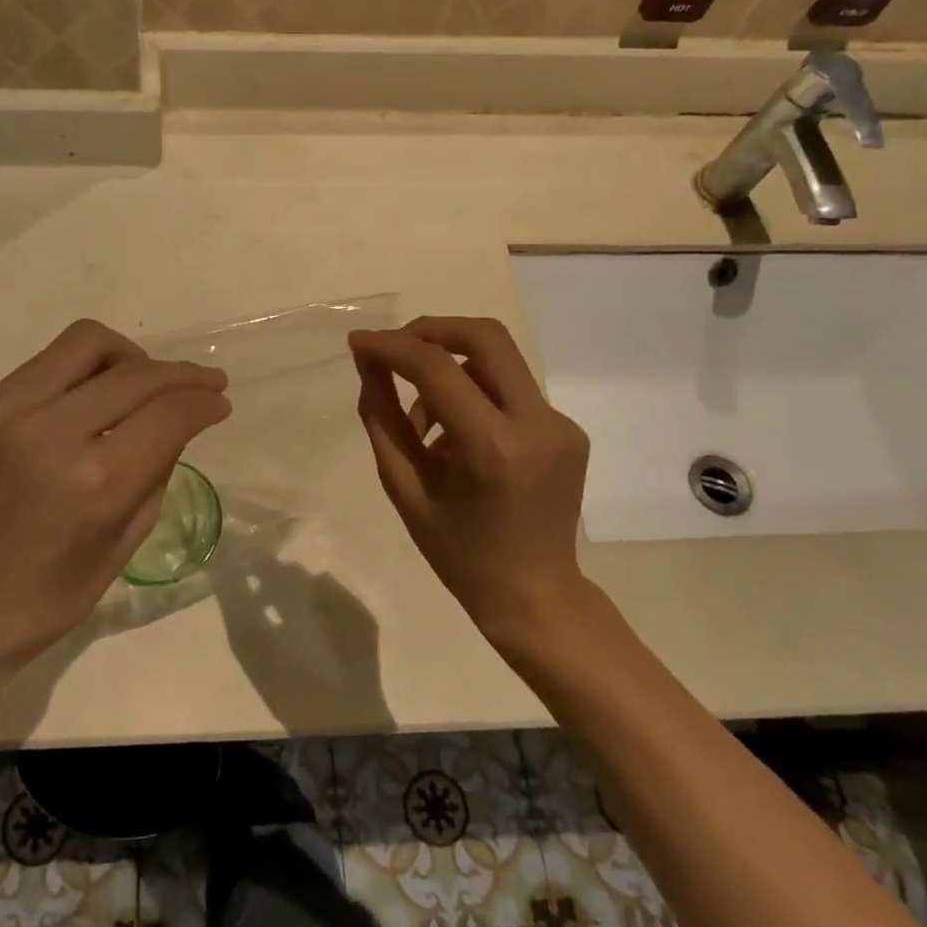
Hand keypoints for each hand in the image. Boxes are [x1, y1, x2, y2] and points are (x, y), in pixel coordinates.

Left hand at [0, 320, 229, 690]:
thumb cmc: (43, 602)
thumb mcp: (121, 549)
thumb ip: (155, 476)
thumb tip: (175, 425)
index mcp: (94, 483)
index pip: (168, 413)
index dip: (204, 401)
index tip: (220, 402)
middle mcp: (50, 433)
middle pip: (136, 372)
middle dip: (182, 374)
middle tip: (204, 384)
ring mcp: (6, 412)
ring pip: (88, 342)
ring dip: (132, 357)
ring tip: (145, 383)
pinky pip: (48, 363)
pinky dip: (86, 370)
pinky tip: (94, 397)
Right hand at [349, 316, 589, 647]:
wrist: (535, 596)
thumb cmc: (459, 553)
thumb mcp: (405, 488)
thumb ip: (382, 419)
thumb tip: (368, 364)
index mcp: (494, 448)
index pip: (438, 369)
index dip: (392, 347)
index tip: (358, 343)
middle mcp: (538, 424)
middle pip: (485, 337)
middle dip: (430, 330)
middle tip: (392, 348)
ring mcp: (561, 424)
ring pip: (497, 361)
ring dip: (449, 368)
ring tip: (418, 422)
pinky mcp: (567, 430)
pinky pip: (510, 390)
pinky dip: (473, 394)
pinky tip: (452, 437)